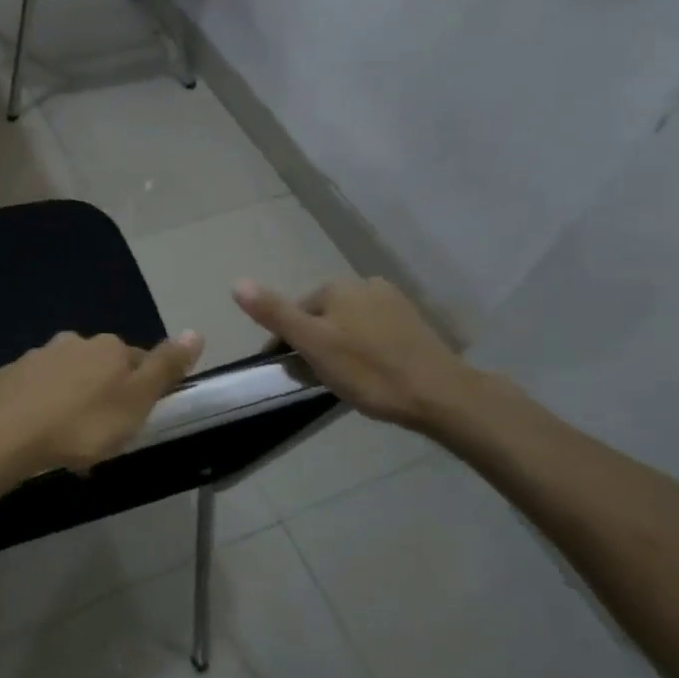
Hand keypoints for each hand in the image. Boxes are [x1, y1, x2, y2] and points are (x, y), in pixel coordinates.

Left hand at [0, 330, 203, 491]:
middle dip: (103, 397)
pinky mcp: (8, 377)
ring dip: (72, 404)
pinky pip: (36, 393)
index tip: (134, 422)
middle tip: (102, 437)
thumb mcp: (136, 402)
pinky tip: (39, 438)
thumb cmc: (80, 425)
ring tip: (69, 444)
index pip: (137, 361)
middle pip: (100, 368)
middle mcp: (72, 342)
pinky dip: (42, 410)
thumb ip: (166, 367)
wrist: (2, 436)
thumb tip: (196, 332)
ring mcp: (36, 357)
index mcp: (107, 347)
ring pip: (66, 380)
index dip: (140, 392)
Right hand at [232, 277, 469, 428]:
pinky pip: (373, 334)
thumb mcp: (313, 344)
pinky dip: (363, 350)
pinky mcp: (414, 325)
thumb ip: (275, 313)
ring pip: (348, 325)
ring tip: (341, 381)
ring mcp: (393, 303)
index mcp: (337, 288)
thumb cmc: (369, 370)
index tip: (284, 372)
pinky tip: (370, 374)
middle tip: (312, 380)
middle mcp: (365, 285)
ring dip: (337, 347)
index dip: (284, 342)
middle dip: (312, 343)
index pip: (295, 312)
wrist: (441, 395)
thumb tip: (237, 282)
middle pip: (322, 316)